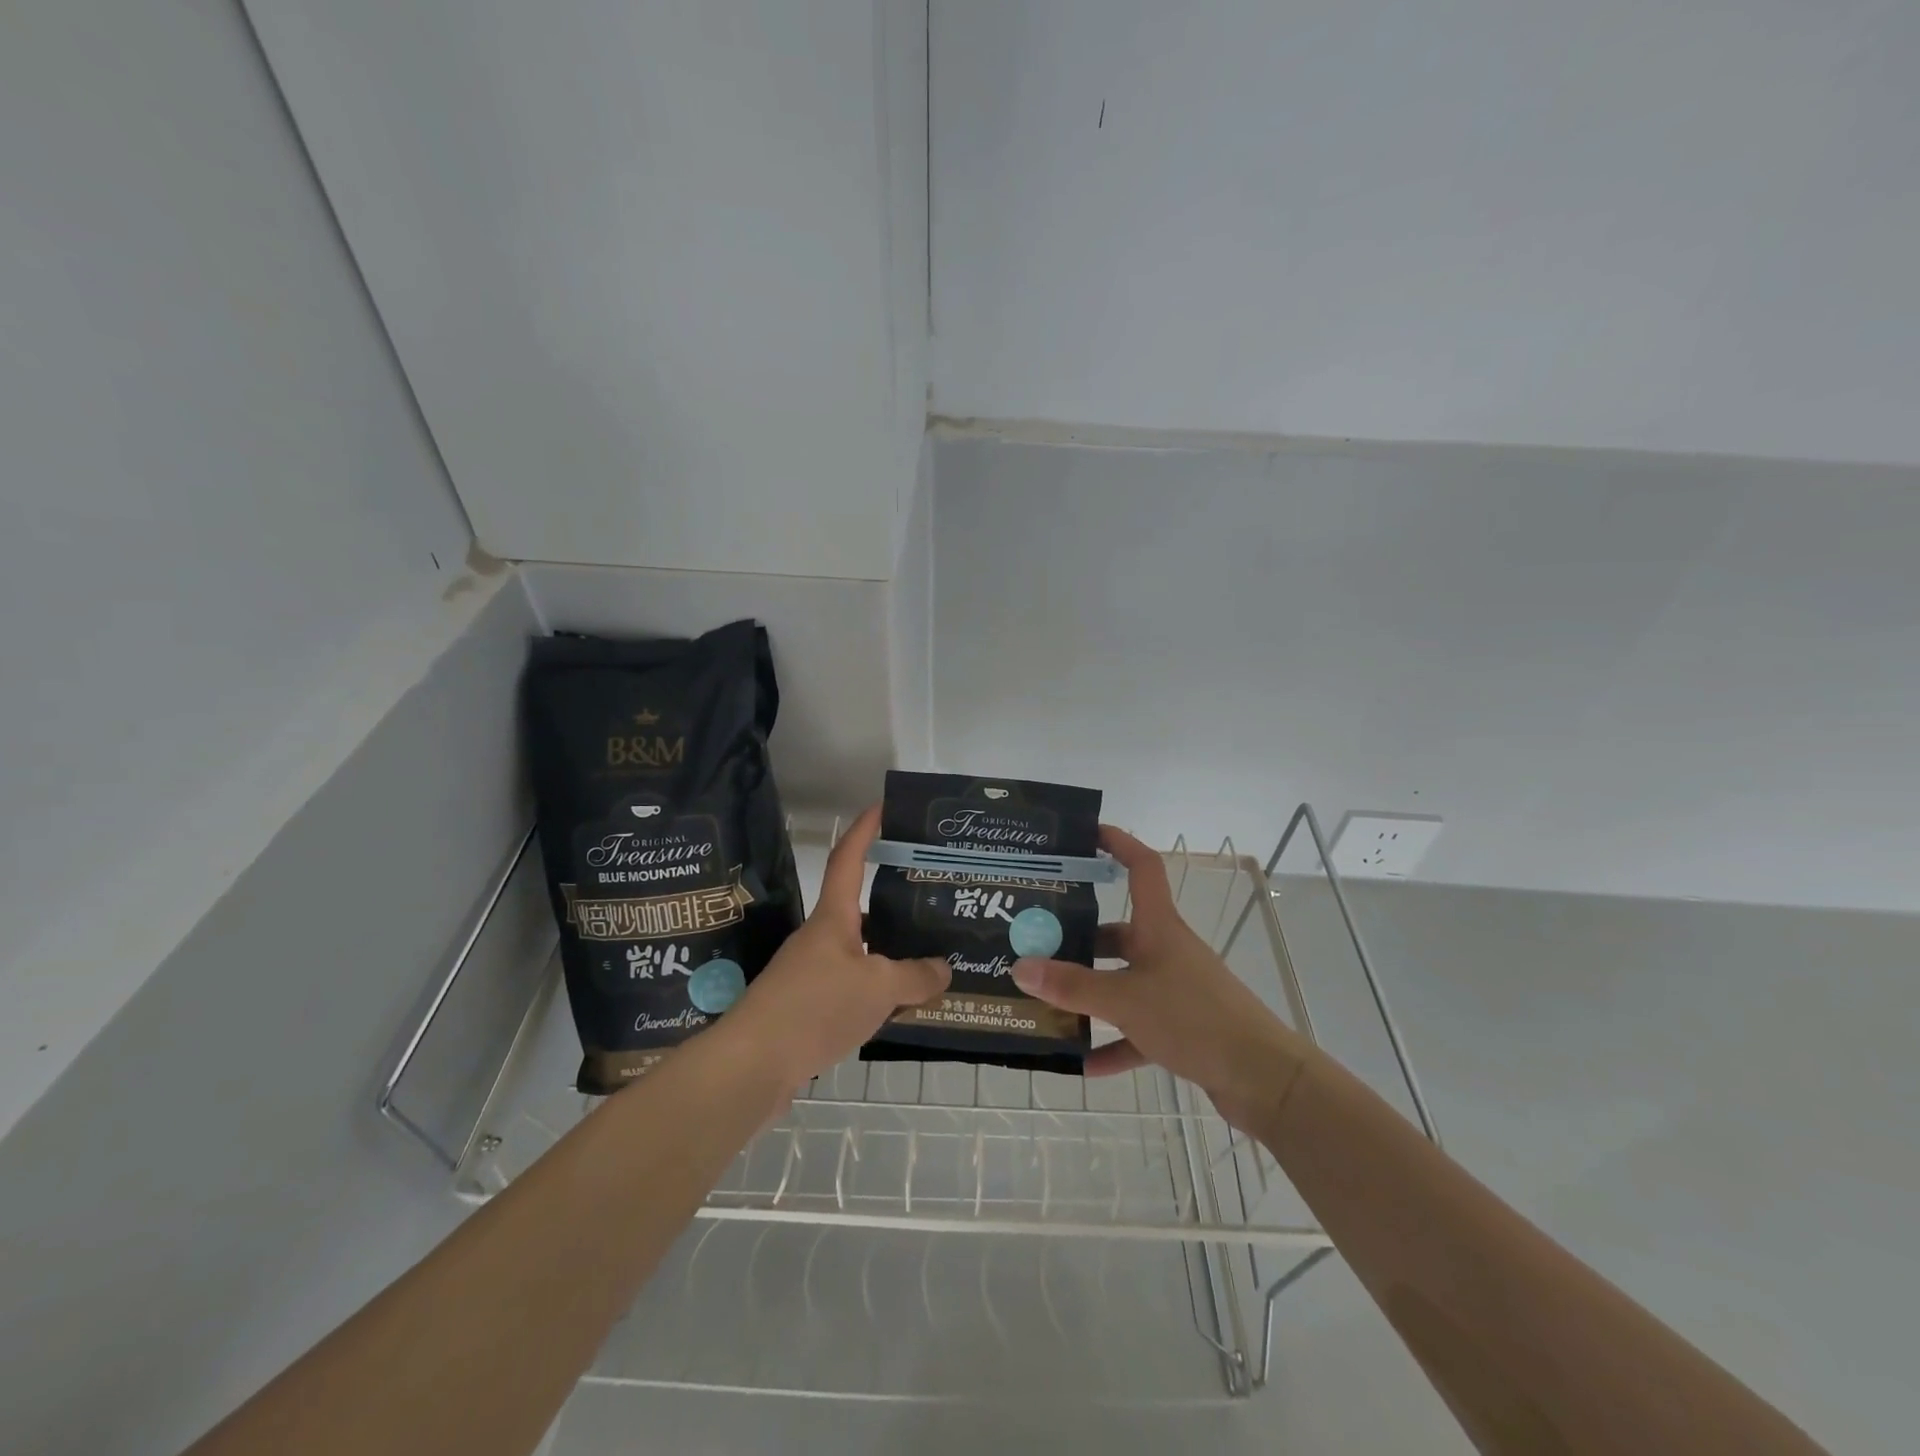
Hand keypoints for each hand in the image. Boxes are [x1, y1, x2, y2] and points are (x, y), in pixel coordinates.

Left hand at [712, 805, 948, 1090]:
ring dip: (890, 954)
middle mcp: (821, 939)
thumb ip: (915, 976)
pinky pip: (852, 988)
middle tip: (930, 900)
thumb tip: (943, 968)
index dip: (864, 830)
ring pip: (860, 953)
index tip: (882, 806)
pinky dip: (878, 992)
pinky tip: (901, 1007)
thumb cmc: (815, 1007)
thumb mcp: (877, 988)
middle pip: (860, 909)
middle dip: (893, 903)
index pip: (848, 859)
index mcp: (833, 918)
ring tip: (929, 959)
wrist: (752, 1066)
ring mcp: (811, 974)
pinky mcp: (808, 1008)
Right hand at [1011, 826, 1311, 1129]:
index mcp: (1159, 928)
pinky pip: (1137, 1029)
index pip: (1142, 867)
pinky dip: (1112, 1042)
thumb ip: (1072, 986)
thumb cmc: (1195, 1019)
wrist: (1263, 1080)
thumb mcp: (1125, 999)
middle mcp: (1167, 951)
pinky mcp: (1182, 1028)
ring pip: (1123, 982)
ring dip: (1090, 994)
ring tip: (1046, 1001)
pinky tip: (1082, 1063)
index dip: (1118, 843)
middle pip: (1119, 933)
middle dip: (1079, 938)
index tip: (1086, 834)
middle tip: (1035, 942)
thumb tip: (1020, 966)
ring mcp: (1176, 990)